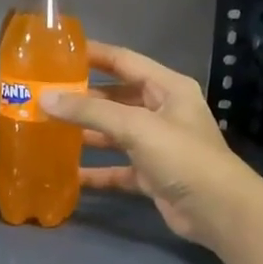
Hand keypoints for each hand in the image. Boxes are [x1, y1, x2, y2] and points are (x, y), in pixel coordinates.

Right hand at [39, 42, 262, 251]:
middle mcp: (162, 111)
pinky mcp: (151, 174)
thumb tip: (45, 99)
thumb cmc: (182, 156)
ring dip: (86, 133)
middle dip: (82, 97)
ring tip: (48, 130)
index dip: (92, 54)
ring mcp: (157, 145)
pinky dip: (96, 171)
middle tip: (44, 95)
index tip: (57, 52)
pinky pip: (117, 168)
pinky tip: (68, 173)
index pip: (123, 61)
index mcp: (167, 88)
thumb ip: (91, 111)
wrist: (218, 211)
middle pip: (115, 97)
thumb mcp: (136, 127)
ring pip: (114, 133)